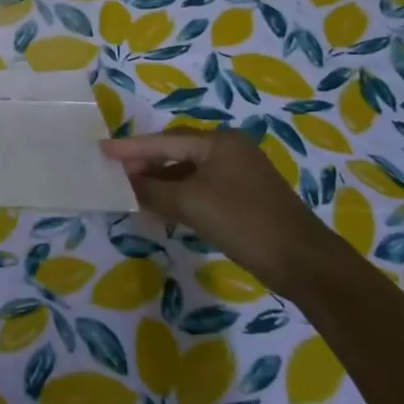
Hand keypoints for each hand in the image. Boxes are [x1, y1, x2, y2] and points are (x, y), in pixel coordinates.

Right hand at [100, 129, 334, 286]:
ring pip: (188, 172)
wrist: (303, 262)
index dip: (130, 148)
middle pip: (176, 152)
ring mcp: (239, 174)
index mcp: (218, 142)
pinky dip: (179, 196)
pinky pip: (201, 188)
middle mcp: (229, 150)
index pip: (164, 141)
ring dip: (161, 183)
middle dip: (145, 164)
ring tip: (133, 193)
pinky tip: (163, 209)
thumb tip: (127, 184)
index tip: (101, 150)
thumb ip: (153, 191)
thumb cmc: (243, 222)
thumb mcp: (191, 205)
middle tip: (115, 173)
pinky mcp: (244, 197)